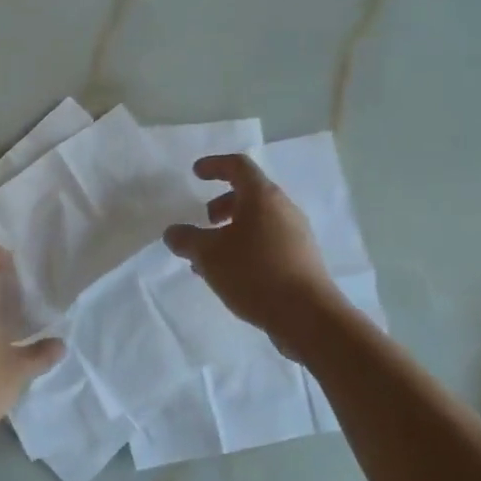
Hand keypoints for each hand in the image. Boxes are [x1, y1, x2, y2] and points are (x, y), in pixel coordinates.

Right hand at [165, 154, 337, 357]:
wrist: (307, 315)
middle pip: (250, 195)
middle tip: (205, 221)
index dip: (215, 165)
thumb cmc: (254, 273)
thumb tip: (173, 232)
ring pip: (258, 222)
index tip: (196, 173)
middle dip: (223, 204)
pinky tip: (231, 275)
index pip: (238, 166)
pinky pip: (268, 243)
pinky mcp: (301, 260)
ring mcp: (297, 235)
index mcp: (262, 197)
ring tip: (211, 257)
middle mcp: (284, 209)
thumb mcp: (208, 255)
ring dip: (232, 231)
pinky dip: (246, 248)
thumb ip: (186, 239)